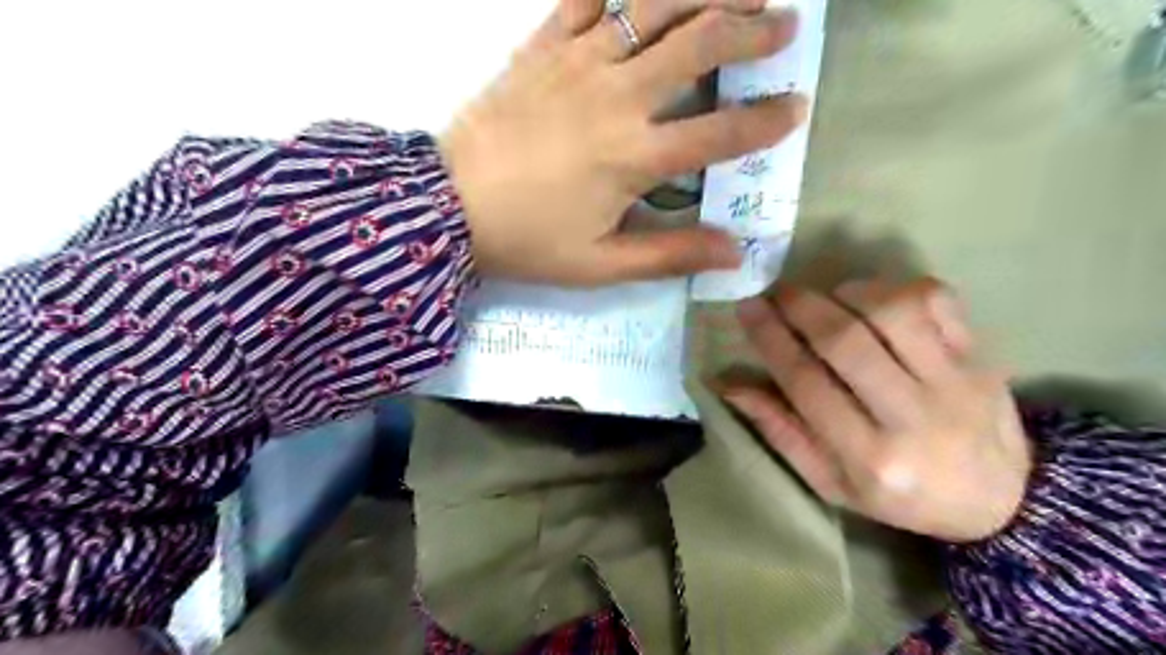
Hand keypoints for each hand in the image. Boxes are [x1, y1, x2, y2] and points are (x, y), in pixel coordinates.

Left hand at [435, 0, 801, 287]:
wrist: (448, 206)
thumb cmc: (528, 240)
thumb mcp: (601, 264)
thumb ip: (670, 254)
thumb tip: (734, 252)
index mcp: (635, 157)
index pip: (720, 132)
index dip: (766, 121)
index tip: (795, 108)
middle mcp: (618, 97)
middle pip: (701, 43)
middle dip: (752, 29)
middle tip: (783, 25)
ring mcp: (579, 62)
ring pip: (655, 5)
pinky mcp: (543, 46)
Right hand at [725, 282, 1031, 541]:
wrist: (1002, 499)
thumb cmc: (899, 494)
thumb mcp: (829, 480)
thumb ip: (780, 429)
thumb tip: (727, 383)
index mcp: (870, 458)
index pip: (806, 383)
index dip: (770, 339)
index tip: (747, 308)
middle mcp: (913, 417)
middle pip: (846, 342)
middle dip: (800, 307)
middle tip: (776, 291)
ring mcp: (956, 382)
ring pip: (893, 313)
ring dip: (848, 293)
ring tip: (828, 297)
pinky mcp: (982, 356)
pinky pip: (937, 300)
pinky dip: (896, 287)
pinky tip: (875, 299)